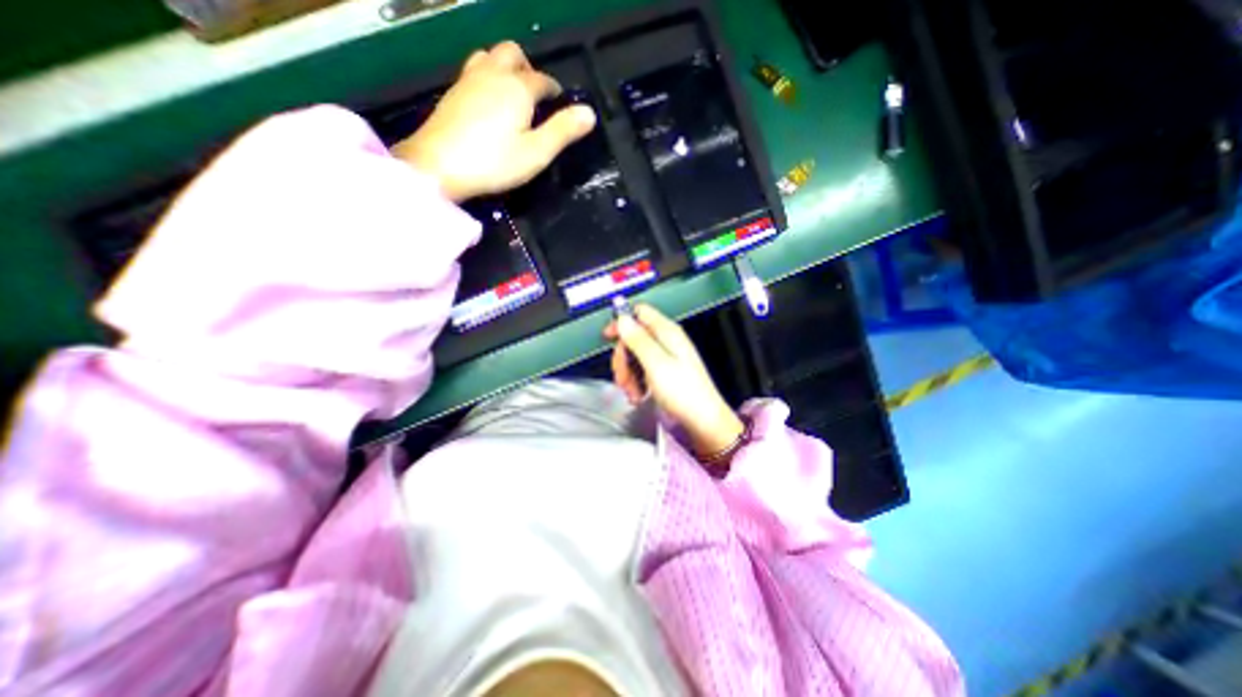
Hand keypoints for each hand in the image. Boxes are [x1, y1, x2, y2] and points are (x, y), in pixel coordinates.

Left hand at [391, 40, 595, 201]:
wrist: (438, 166)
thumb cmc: (494, 162)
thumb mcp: (536, 152)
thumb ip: (563, 131)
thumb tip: (589, 113)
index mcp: (518, 88)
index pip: (543, 80)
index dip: (555, 90)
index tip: (561, 103)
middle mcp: (493, 74)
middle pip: (513, 54)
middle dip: (529, 68)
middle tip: (536, 95)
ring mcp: (468, 80)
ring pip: (490, 56)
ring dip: (506, 68)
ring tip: (513, 94)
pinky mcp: (453, 93)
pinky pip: (474, 70)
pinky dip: (488, 77)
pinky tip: (489, 102)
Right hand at [605, 302, 741, 454]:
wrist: (702, 420)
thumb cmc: (683, 391)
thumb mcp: (656, 364)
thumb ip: (638, 340)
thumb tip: (623, 319)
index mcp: (667, 332)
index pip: (640, 313)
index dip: (622, 322)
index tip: (608, 337)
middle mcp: (666, 341)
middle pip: (634, 338)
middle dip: (623, 358)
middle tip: (622, 377)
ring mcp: (666, 357)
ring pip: (635, 357)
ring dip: (628, 375)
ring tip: (632, 392)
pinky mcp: (664, 372)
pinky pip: (642, 370)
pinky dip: (636, 382)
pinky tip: (638, 395)